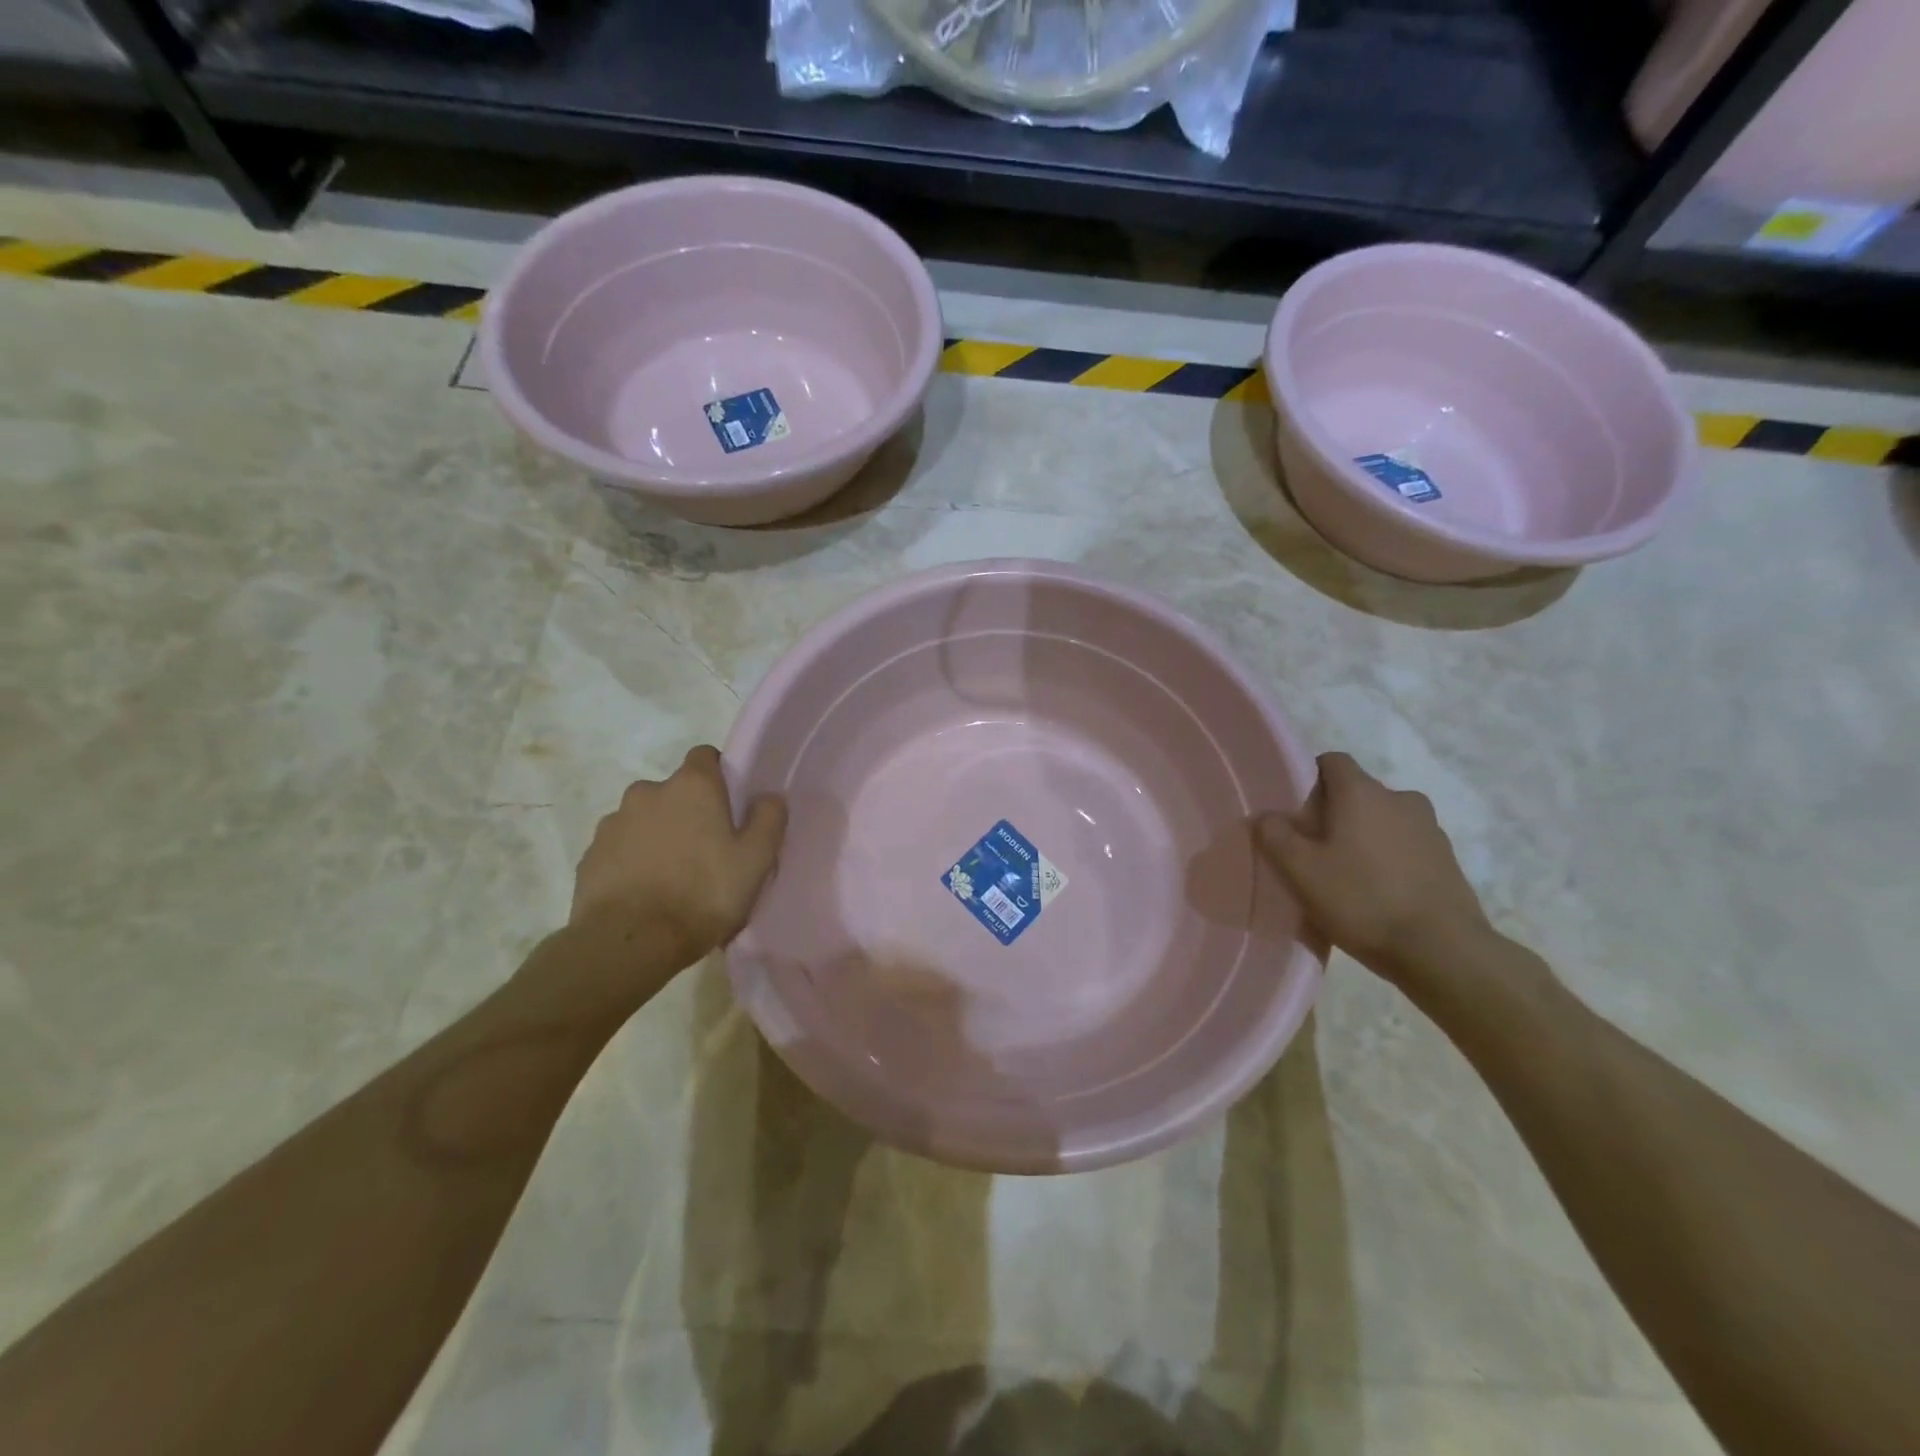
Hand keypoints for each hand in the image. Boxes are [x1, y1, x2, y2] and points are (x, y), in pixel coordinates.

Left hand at [570, 746, 787, 968]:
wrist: (629, 943)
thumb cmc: (703, 894)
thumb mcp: (755, 861)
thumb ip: (768, 820)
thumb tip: (769, 796)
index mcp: (692, 786)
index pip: (706, 756)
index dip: (720, 777)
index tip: (730, 808)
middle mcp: (648, 792)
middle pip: (675, 792)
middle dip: (689, 813)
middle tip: (707, 852)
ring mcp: (613, 822)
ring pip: (645, 820)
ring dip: (659, 837)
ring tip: (673, 879)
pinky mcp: (590, 855)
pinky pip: (620, 849)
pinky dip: (633, 862)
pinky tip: (645, 894)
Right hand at [1257, 751, 1489, 980]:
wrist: (1441, 951)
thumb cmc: (1361, 900)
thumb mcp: (1299, 870)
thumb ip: (1274, 835)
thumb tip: (1266, 816)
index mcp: (1362, 792)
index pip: (1332, 761)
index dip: (1309, 779)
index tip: (1295, 811)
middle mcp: (1400, 799)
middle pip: (1357, 793)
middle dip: (1334, 813)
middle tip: (1314, 849)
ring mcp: (1429, 829)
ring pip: (1383, 820)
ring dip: (1364, 837)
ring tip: (1347, 875)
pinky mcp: (1448, 860)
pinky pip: (1406, 846)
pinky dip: (1389, 859)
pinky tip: (1378, 893)